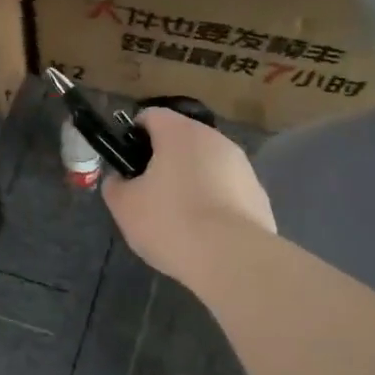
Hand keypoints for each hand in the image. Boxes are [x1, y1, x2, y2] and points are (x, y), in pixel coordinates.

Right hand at [102, 108, 275, 285]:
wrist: (232, 258)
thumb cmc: (171, 222)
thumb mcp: (124, 206)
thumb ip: (115, 185)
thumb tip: (120, 179)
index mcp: (179, 133)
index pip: (151, 115)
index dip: (133, 134)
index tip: (126, 162)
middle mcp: (215, 139)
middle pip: (182, 140)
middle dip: (164, 161)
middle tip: (148, 194)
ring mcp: (242, 166)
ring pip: (207, 165)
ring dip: (191, 181)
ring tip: (179, 218)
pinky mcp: (258, 194)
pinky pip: (227, 191)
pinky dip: (214, 203)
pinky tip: (205, 232)